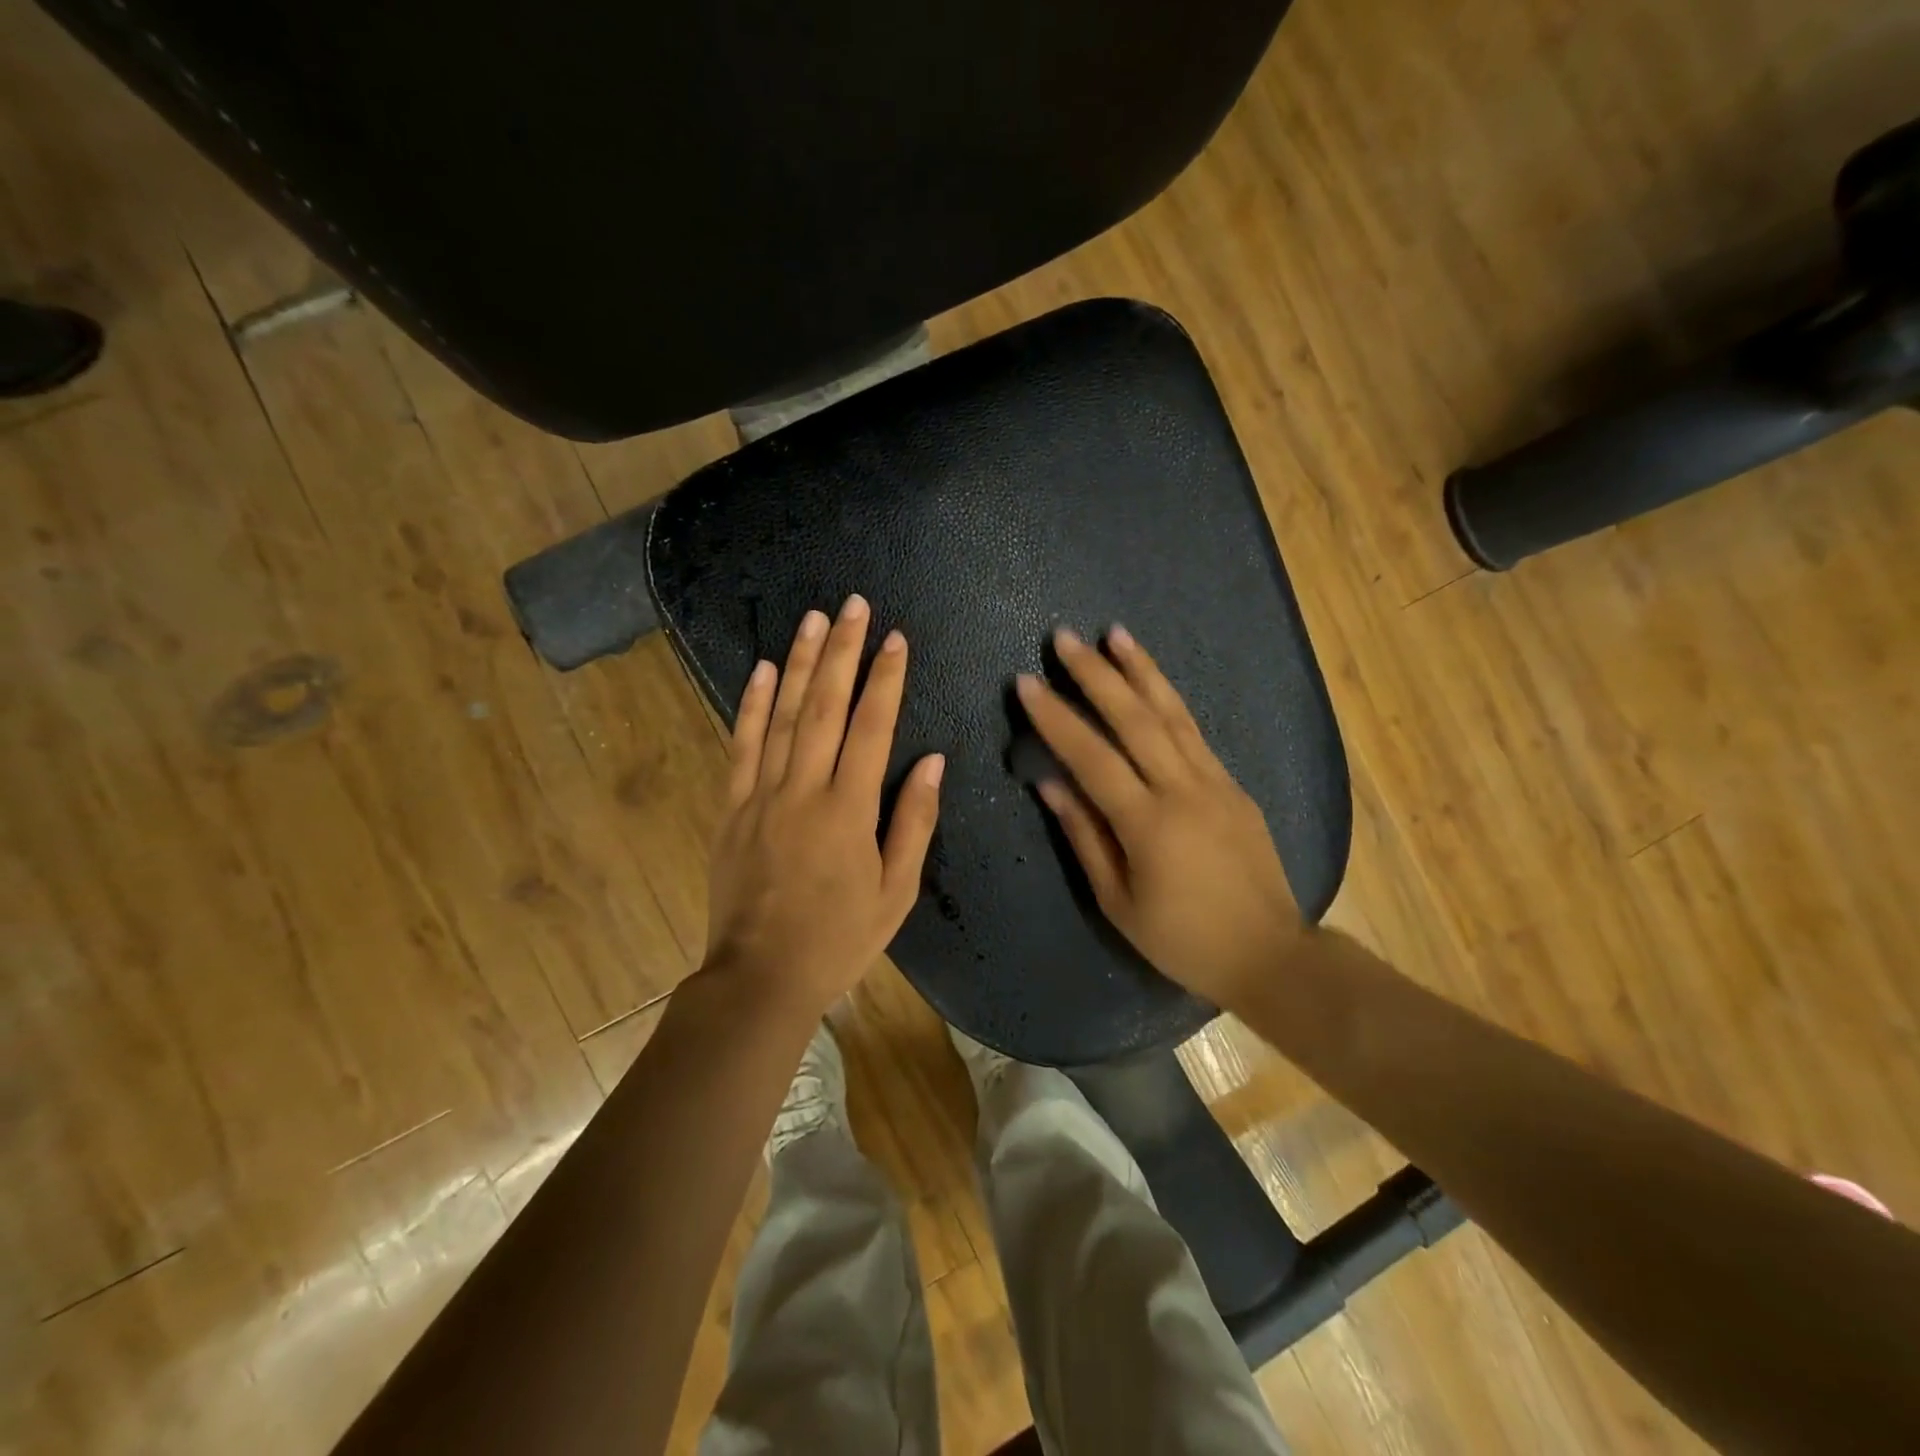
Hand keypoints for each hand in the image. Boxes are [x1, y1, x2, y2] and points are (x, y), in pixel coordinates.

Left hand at [704, 595, 944, 1016]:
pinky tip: (759, 670)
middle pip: (824, 705)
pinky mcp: (732, 807)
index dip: (885, 678)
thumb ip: (914, 821)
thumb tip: (931, 760)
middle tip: (852, 605)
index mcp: (849, 809)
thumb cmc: (839, 938)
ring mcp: (761, 795)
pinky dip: (750, 704)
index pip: (871, 727)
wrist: (761, 976)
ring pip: (780, 715)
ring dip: (797, 663)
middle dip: (842, 651)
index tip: (895, 638)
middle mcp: (804, 789)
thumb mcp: (896, 890)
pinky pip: (741, 745)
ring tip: (811, 619)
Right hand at [1017, 627, 1300, 1006]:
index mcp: (1148, 824)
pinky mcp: (1233, 785)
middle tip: (1065, 638)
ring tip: (1115, 633)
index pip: (1092, 757)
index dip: (1056, 718)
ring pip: (1172, 713)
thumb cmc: (1182, 939)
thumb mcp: (1118, 901)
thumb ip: (1084, 836)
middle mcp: (1183, 790)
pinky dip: (1169, 699)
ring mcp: (1214, 782)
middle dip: (1096, 674)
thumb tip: (1049, 784)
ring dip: (1141, 669)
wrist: (1268, 952)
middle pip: (1134, 718)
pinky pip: (1195, 732)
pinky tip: (1152, 681)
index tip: (1027, 682)